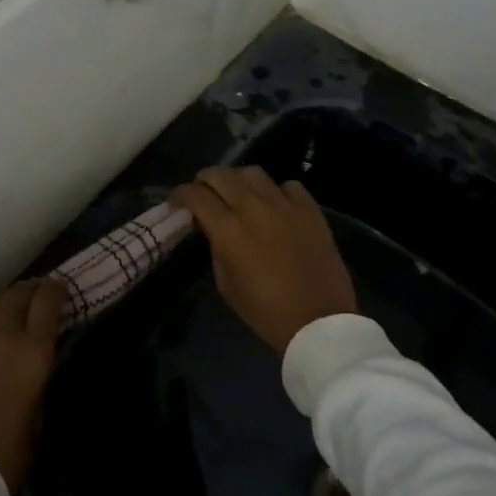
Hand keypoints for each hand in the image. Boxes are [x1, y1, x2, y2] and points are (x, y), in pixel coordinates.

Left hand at [0, 279, 64, 493]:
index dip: (55, 290)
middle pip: (15, 295)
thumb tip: (30, 367)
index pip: (46, 302)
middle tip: (33, 294)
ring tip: (4, 306)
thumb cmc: (6, 459)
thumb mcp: (36, 419)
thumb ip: (35, 383)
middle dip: (28, 291)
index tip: (59, 290)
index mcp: (32, 355)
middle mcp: (1, 338)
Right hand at [171, 166, 355, 352]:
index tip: (176, 200)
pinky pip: (288, 186)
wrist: (319, 323)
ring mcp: (284, 205)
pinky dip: (277, 191)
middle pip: (220, 174)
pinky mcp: (310, 210)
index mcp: (227, 229)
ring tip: (238, 191)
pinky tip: (275, 204)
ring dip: (238, 179)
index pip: (195, 195)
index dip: (180, 194)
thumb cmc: (266, 312)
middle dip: (205, 179)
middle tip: (203, 191)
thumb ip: (216, 248)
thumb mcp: (226, 284)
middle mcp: (252, 208)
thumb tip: (213, 229)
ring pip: (253, 172)